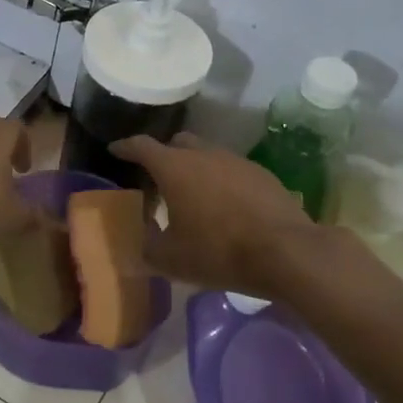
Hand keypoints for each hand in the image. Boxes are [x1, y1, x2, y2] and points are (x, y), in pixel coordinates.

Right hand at [111, 132, 316, 296]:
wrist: (286, 252)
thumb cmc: (218, 251)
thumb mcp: (171, 258)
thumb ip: (147, 245)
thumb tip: (140, 239)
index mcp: (174, 167)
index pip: (141, 146)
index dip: (125, 147)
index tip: (115, 150)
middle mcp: (203, 154)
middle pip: (177, 143)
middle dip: (163, 155)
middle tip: (156, 177)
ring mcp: (236, 161)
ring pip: (206, 154)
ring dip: (194, 168)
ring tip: (192, 194)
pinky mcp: (262, 174)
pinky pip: (231, 170)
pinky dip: (220, 181)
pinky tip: (224, 205)